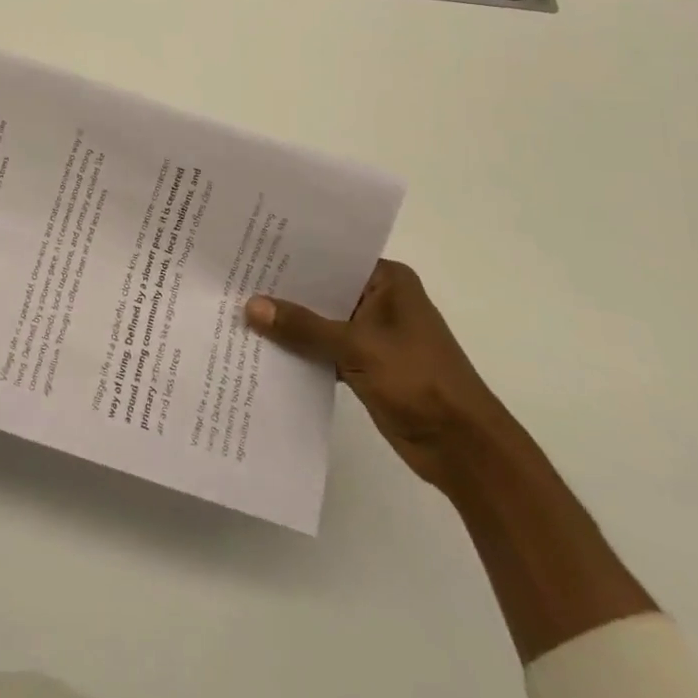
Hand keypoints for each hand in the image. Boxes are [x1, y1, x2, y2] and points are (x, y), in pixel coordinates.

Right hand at [245, 260, 506, 489]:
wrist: (464, 449)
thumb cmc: (418, 381)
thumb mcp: (357, 347)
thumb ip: (303, 326)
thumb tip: (250, 306)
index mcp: (388, 281)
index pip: (332, 257)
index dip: (292, 255)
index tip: (250, 249)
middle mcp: (379, 301)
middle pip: (323, 289)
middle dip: (284, 291)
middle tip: (234, 280)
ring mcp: (373, 335)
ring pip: (321, 322)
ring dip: (290, 324)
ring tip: (238, 311)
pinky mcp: (365, 365)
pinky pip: (324, 350)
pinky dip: (301, 352)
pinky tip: (263, 349)